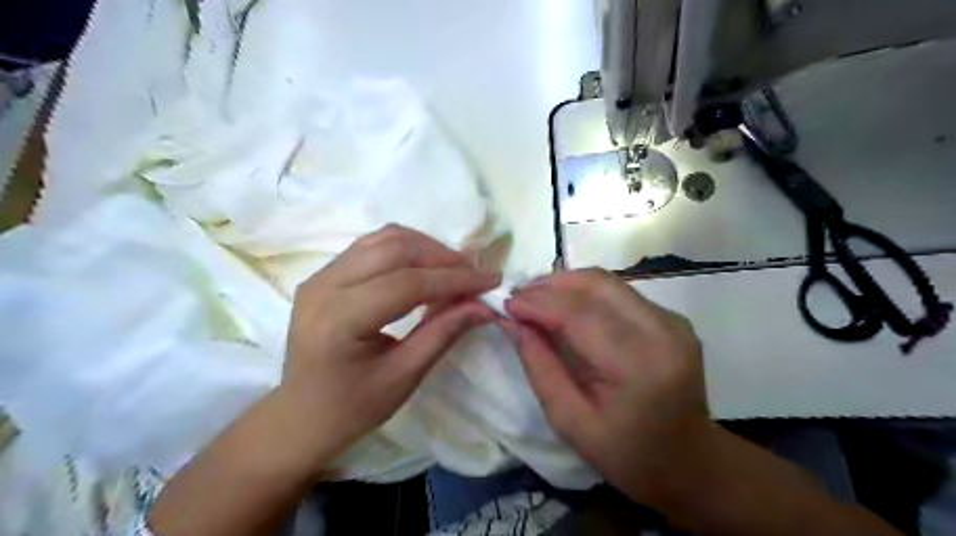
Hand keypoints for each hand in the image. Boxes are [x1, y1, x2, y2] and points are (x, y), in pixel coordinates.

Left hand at [276, 224, 501, 475]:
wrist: (300, 416)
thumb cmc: (352, 408)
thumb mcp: (404, 377)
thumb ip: (444, 334)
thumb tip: (484, 306)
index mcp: (339, 319)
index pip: (407, 283)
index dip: (454, 279)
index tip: (491, 280)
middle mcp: (324, 286)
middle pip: (394, 249)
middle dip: (442, 257)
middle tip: (474, 275)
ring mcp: (320, 275)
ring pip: (383, 239)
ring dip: (425, 248)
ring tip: (453, 269)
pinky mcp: (324, 274)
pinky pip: (372, 246)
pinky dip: (406, 249)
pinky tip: (424, 268)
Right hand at [500, 270, 709, 504]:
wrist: (690, 461)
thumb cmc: (626, 453)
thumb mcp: (570, 421)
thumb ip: (539, 366)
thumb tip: (511, 322)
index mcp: (638, 365)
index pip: (579, 314)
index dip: (538, 303)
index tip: (506, 303)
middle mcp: (662, 331)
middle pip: (596, 284)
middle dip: (550, 285)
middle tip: (519, 298)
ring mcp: (672, 321)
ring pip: (607, 282)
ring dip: (566, 285)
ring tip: (536, 300)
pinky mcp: (672, 318)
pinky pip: (619, 293)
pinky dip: (585, 294)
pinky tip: (566, 309)